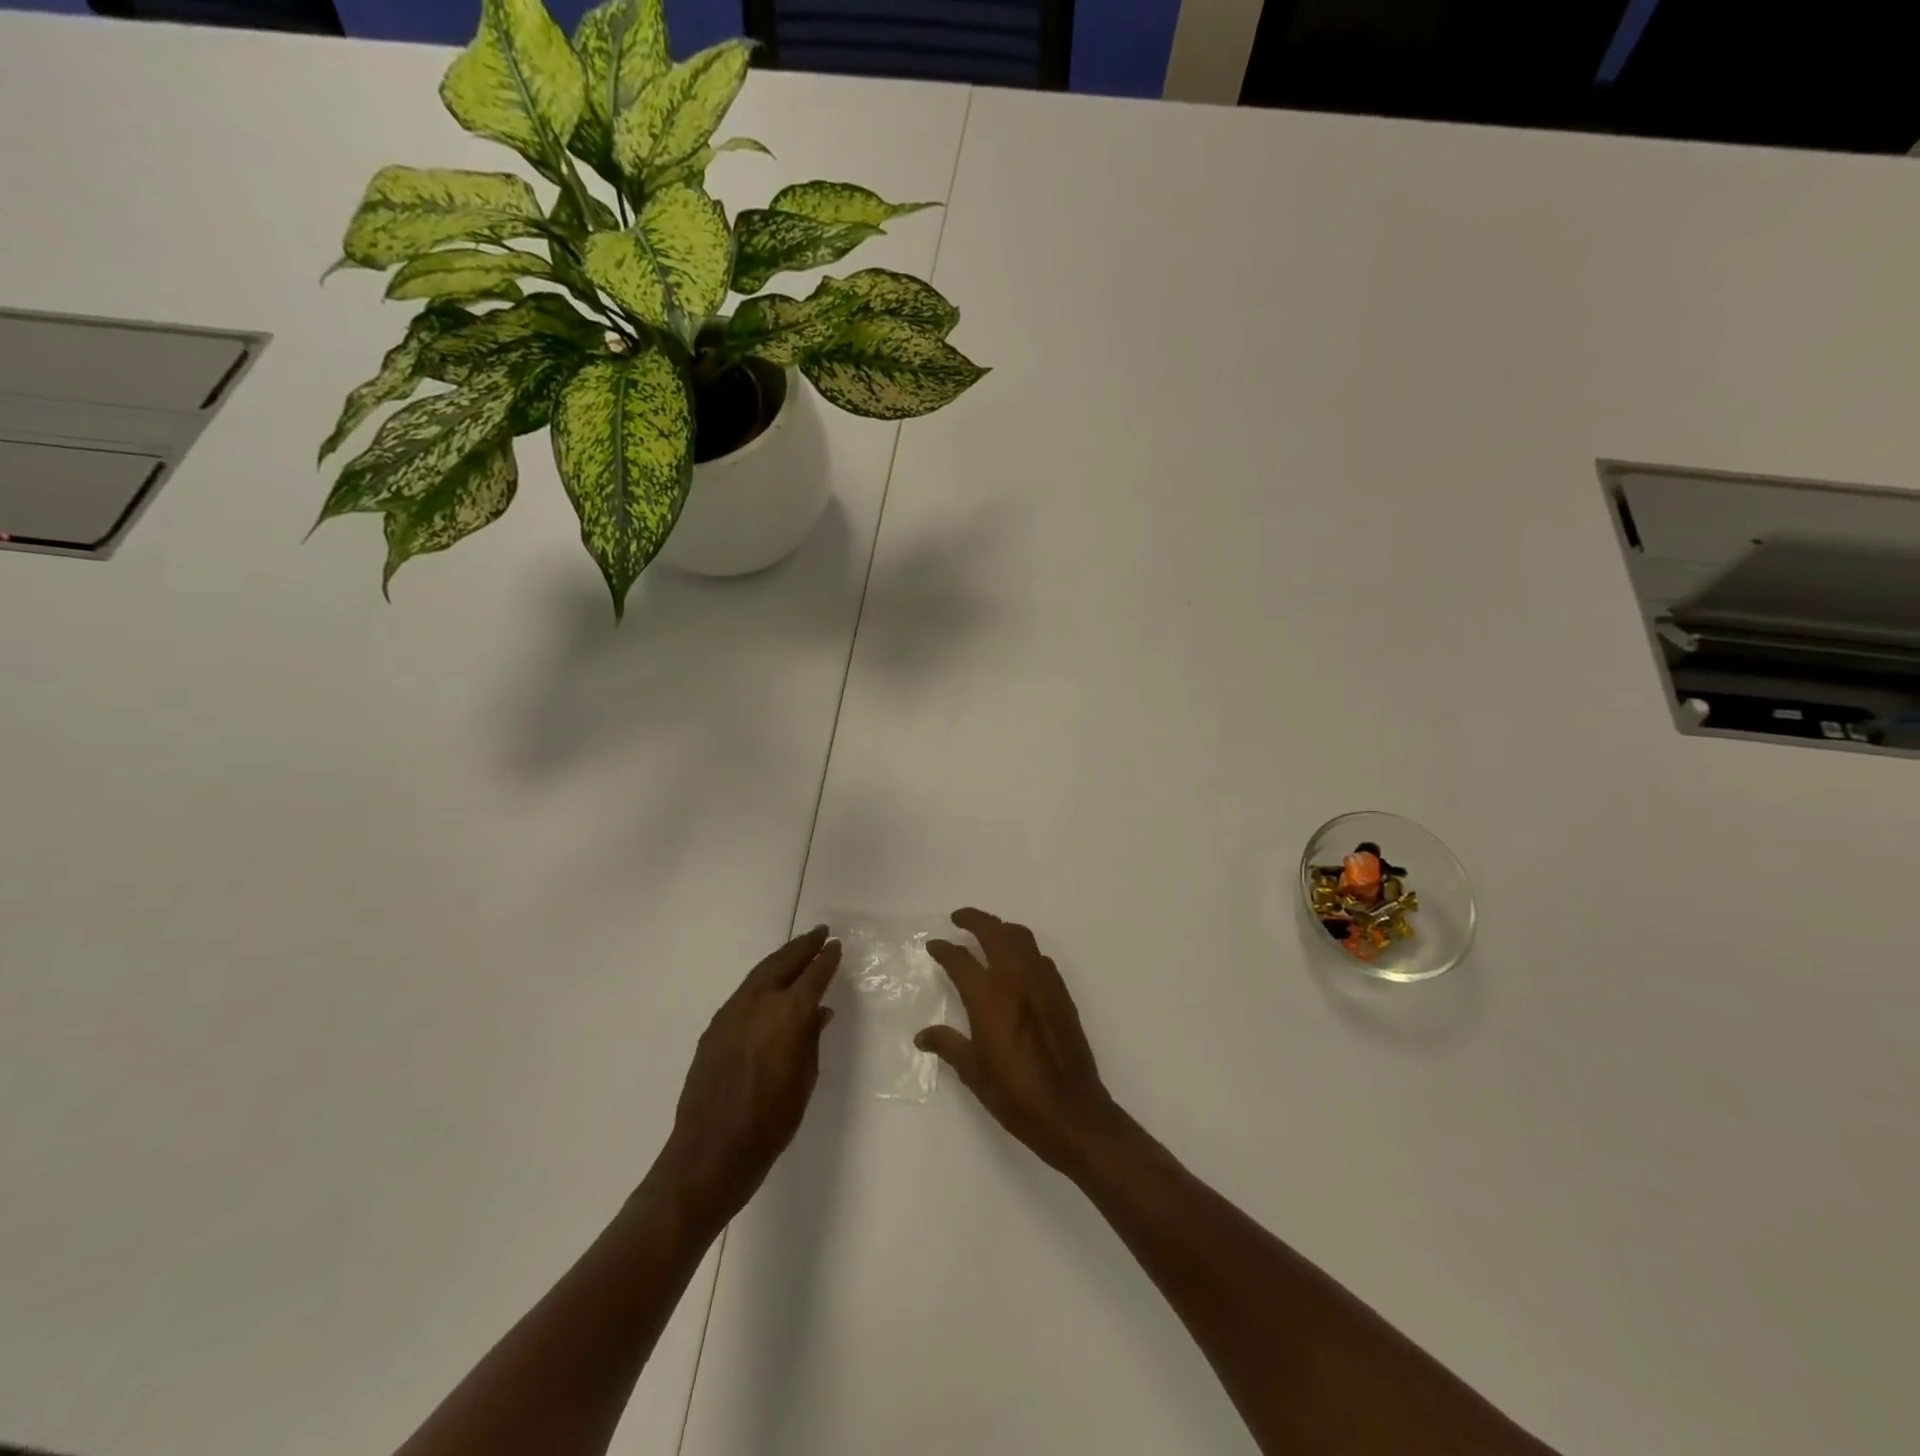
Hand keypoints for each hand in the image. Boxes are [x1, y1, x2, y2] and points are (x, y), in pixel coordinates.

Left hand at [656, 925, 839, 1230]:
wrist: (710, 1153)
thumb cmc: (770, 1123)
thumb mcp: (804, 1082)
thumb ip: (811, 1040)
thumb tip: (819, 1012)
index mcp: (788, 1015)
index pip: (813, 975)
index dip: (826, 959)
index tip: (836, 946)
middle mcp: (759, 1003)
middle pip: (783, 963)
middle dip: (803, 946)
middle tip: (819, 934)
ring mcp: (731, 1013)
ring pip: (760, 973)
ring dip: (780, 959)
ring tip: (796, 951)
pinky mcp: (714, 1028)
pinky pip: (743, 993)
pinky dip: (761, 980)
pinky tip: (768, 987)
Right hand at [917, 909, 1124, 1175]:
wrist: (1072, 1111)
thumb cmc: (1016, 1096)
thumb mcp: (974, 1073)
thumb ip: (948, 1045)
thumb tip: (922, 1036)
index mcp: (989, 997)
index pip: (960, 959)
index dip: (944, 949)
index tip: (934, 945)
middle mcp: (1015, 979)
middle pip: (993, 932)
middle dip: (973, 919)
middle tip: (958, 918)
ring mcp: (1042, 982)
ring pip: (1020, 937)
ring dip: (1001, 928)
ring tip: (987, 934)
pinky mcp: (1061, 992)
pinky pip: (1038, 956)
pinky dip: (1022, 948)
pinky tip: (1016, 964)